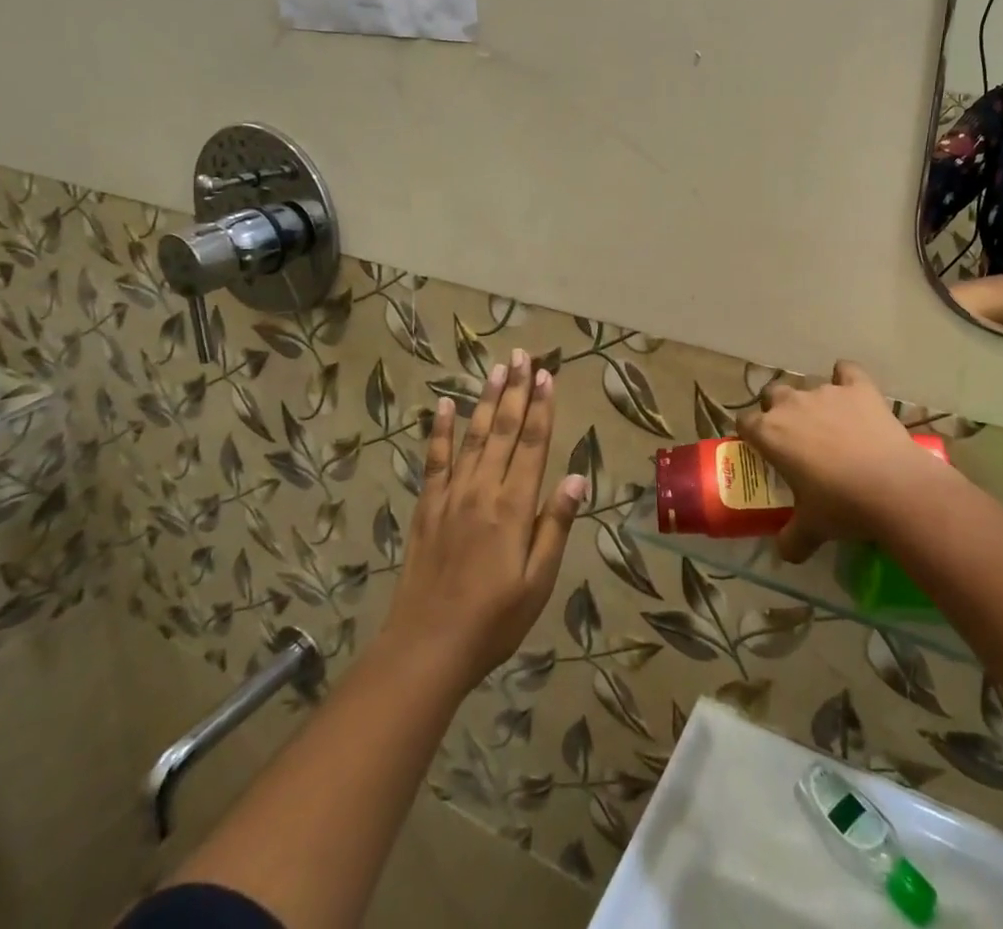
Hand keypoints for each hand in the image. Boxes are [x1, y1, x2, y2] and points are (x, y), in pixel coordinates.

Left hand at [382, 350, 586, 690]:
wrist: (426, 647)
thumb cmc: (493, 620)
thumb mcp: (537, 581)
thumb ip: (554, 526)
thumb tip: (576, 478)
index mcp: (513, 507)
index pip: (533, 444)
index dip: (542, 407)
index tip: (548, 375)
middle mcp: (482, 490)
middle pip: (504, 430)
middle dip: (516, 390)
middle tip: (523, 355)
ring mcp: (450, 496)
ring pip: (473, 436)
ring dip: (486, 400)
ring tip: (496, 369)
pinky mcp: (427, 507)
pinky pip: (434, 460)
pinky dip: (439, 431)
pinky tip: (442, 406)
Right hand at [735, 360, 944, 562]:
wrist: (893, 487)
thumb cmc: (842, 506)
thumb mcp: (810, 529)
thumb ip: (791, 539)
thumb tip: (784, 554)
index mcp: (770, 432)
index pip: (745, 422)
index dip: (751, 434)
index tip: (761, 449)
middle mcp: (791, 404)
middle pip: (772, 394)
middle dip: (777, 410)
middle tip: (794, 437)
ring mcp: (826, 391)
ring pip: (808, 386)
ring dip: (812, 401)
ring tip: (829, 424)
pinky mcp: (858, 387)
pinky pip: (846, 370)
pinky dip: (846, 377)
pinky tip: (852, 392)